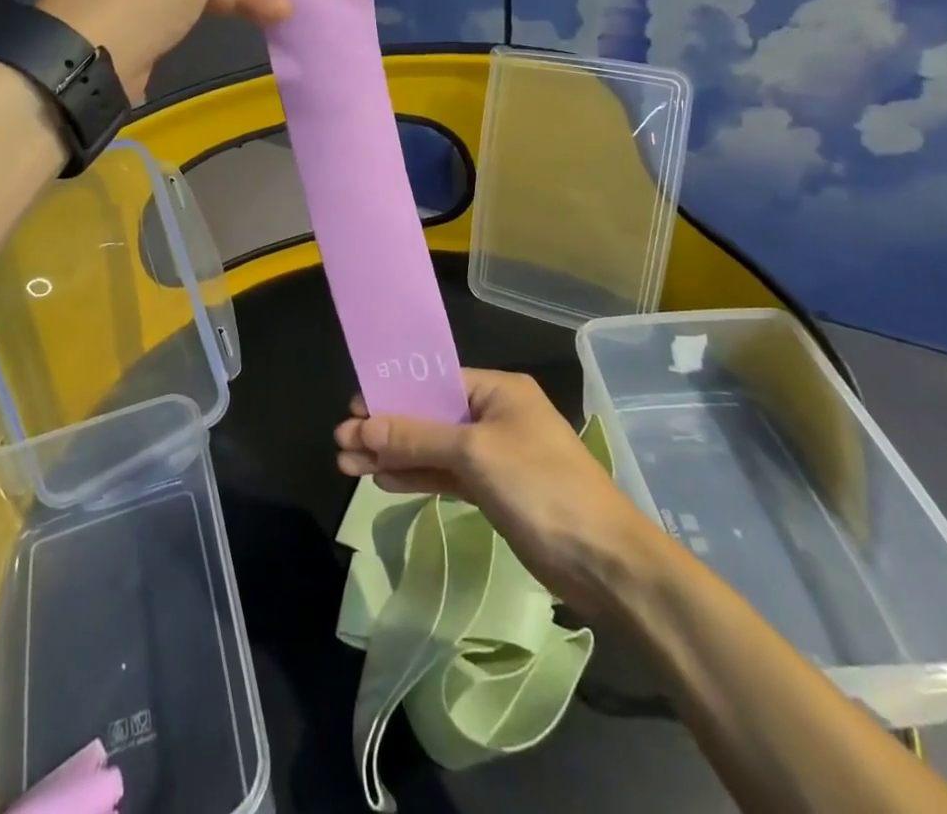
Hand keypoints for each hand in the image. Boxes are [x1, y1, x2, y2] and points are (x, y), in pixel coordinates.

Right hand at [334, 369, 651, 615]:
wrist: (606, 564)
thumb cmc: (541, 488)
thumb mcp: (474, 454)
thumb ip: (417, 437)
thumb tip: (363, 425)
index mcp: (498, 390)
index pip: (433, 381)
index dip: (392, 393)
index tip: (352, 408)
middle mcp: (495, 415)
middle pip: (429, 415)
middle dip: (386, 429)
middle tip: (340, 444)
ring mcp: (495, 454)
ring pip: (434, 448)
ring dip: (395, 456)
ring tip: (348, 465)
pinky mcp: (495, 490)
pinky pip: (447, 475)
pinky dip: (417, 477)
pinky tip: (384, 481)